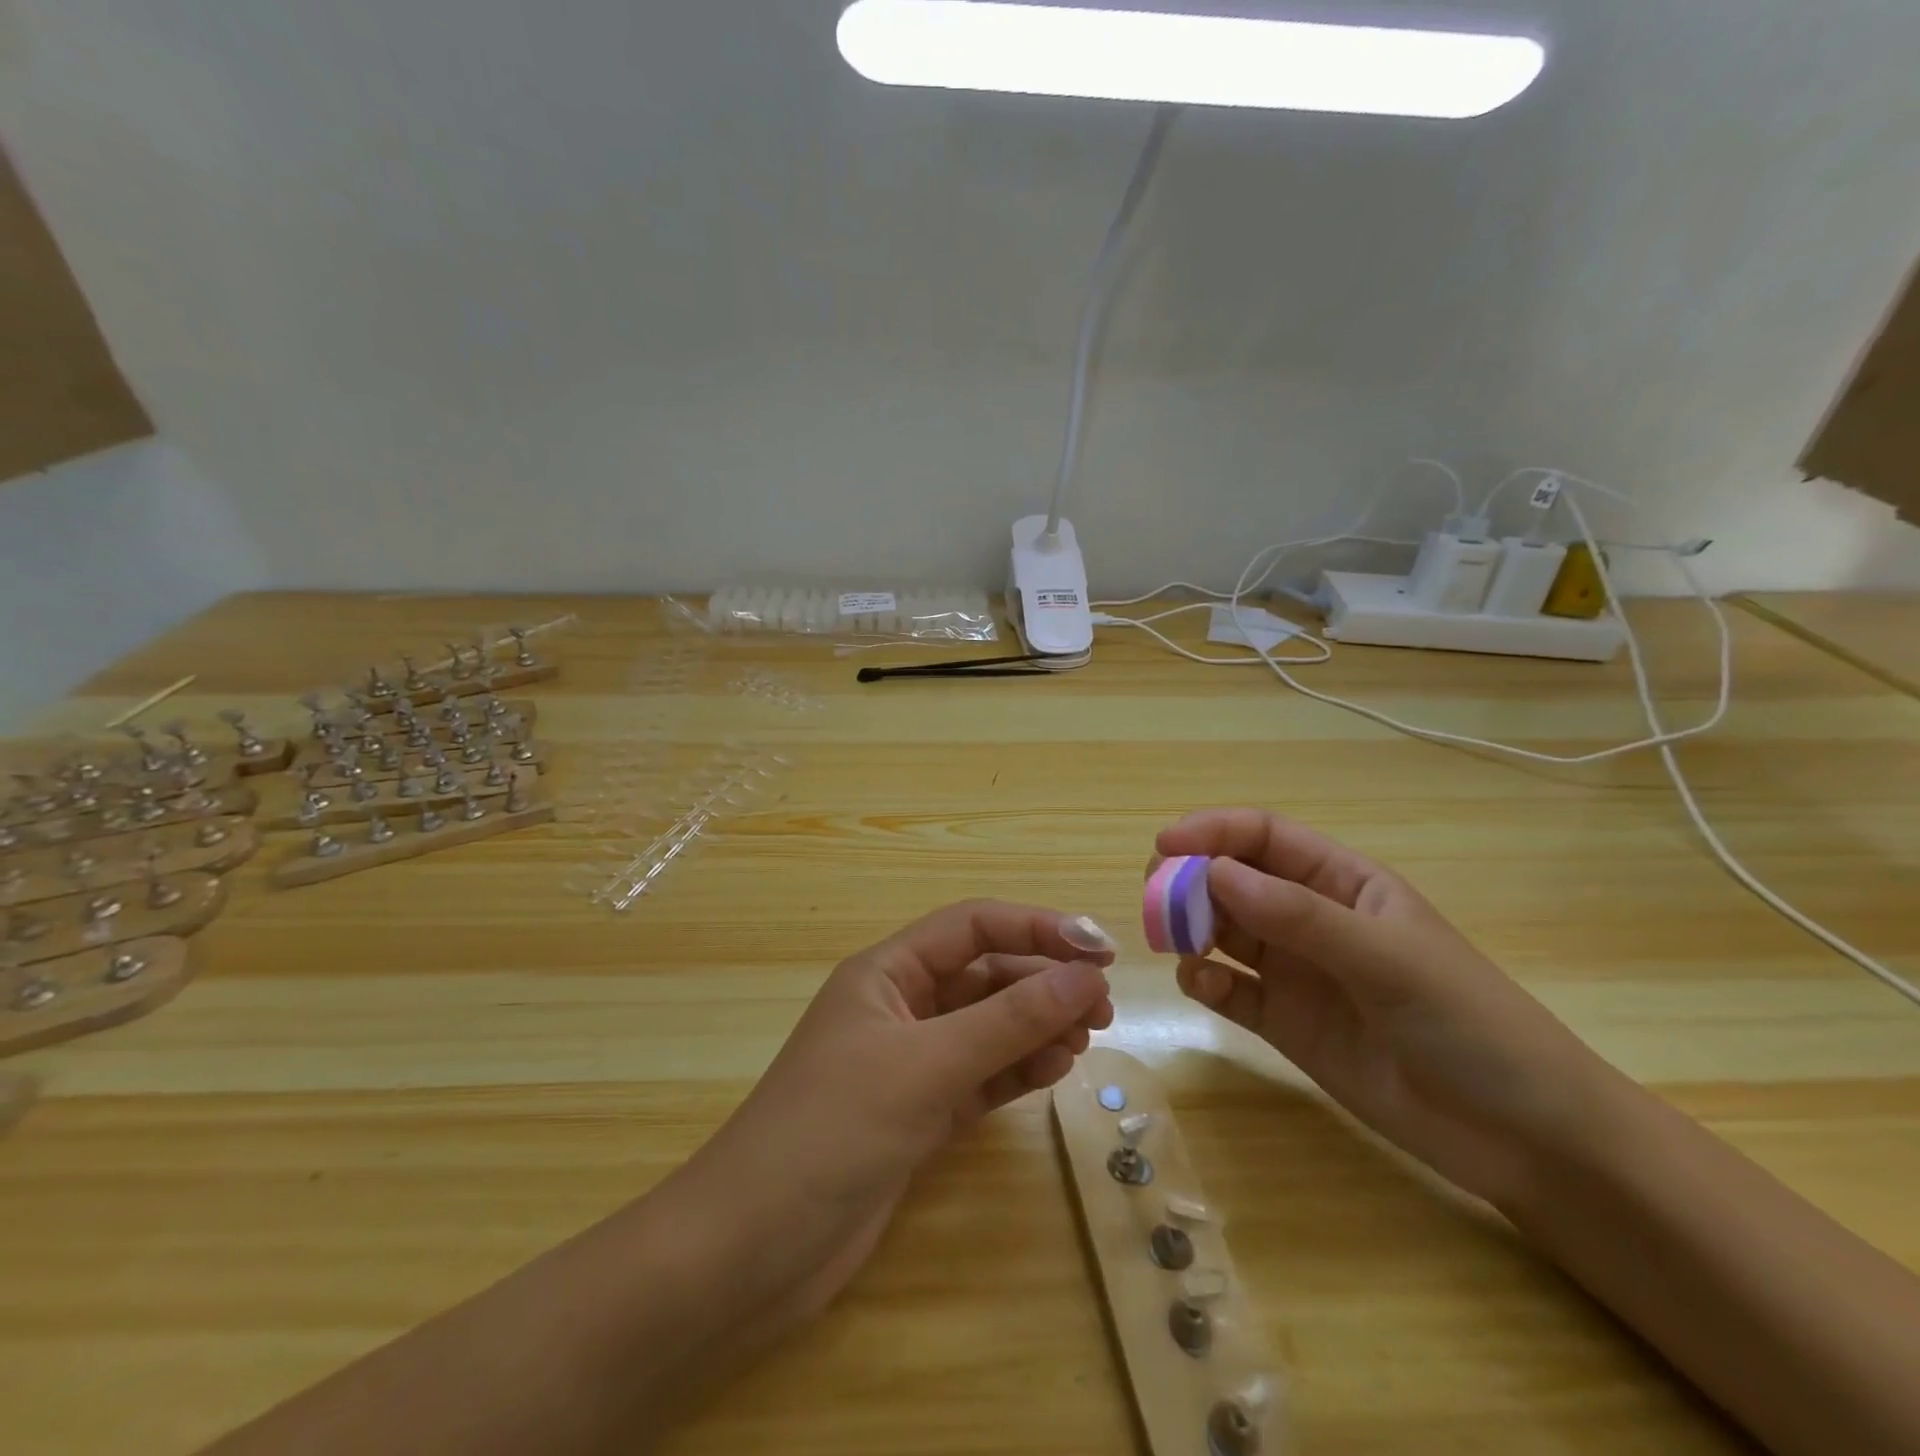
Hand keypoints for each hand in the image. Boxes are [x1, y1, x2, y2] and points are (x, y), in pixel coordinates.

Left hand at [666, 900, 1114, 1346]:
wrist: (751, 1252)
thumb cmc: (832, 1131)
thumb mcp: (926, 1067)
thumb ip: (1008, 1021)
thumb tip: (1085, 975)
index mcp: (886, 973)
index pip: (972, 926)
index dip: (1035, 928)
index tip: (1097, 950)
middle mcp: (900, 1007)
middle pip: (984, 974)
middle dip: (1042, 981)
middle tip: (1100, 1007)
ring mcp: (909, 1063)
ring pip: (987, 1026)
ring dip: (1035, 1026)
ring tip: (1084, 1040)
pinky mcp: (918, 1114)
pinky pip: (981, 1075)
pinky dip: (1017, 1069)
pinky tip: (1054, 1071)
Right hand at [1155, 809, 1631, 1211]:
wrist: (1525, 1139)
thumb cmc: (1470, 1024)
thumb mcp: (1387, 959)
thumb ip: (1298, 916)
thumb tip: (1212, 872)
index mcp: (1342, 884)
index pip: (1264, 837)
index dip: (1213, 832)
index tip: (1165, 847)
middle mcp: (1310, 920)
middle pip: (1233, 881)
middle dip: (1190, 881)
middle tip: (1156, 897)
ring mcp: (1296, 972)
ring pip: (1222, 932)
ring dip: (1191, 929)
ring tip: (1175, 943)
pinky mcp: (1284, 1023)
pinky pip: (1229, 989)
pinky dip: (1204, 982)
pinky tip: (1202, 987)